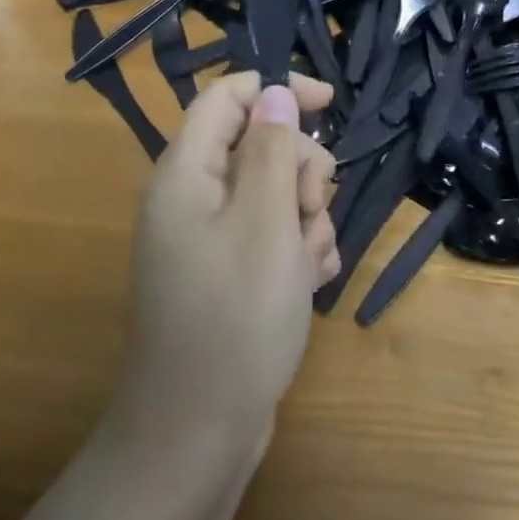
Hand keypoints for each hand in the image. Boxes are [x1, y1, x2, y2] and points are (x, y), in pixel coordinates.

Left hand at [120, 71, 338, 459]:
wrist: (200, 429)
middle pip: (260, 146)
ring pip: (276, 195)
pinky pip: (274, 239)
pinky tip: (307, 285)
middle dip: (300, 171)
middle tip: (307, 212)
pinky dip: (298, 252)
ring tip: (307, 264)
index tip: (331, 103)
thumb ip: (272, 151)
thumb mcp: (265, 223)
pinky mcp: (230, 275)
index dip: (279, 90)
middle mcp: (194, 199)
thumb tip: (275, 95)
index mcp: (186, 173)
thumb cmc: (235, 318)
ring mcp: (212, 240)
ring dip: (306, 219)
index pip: (228, 98)